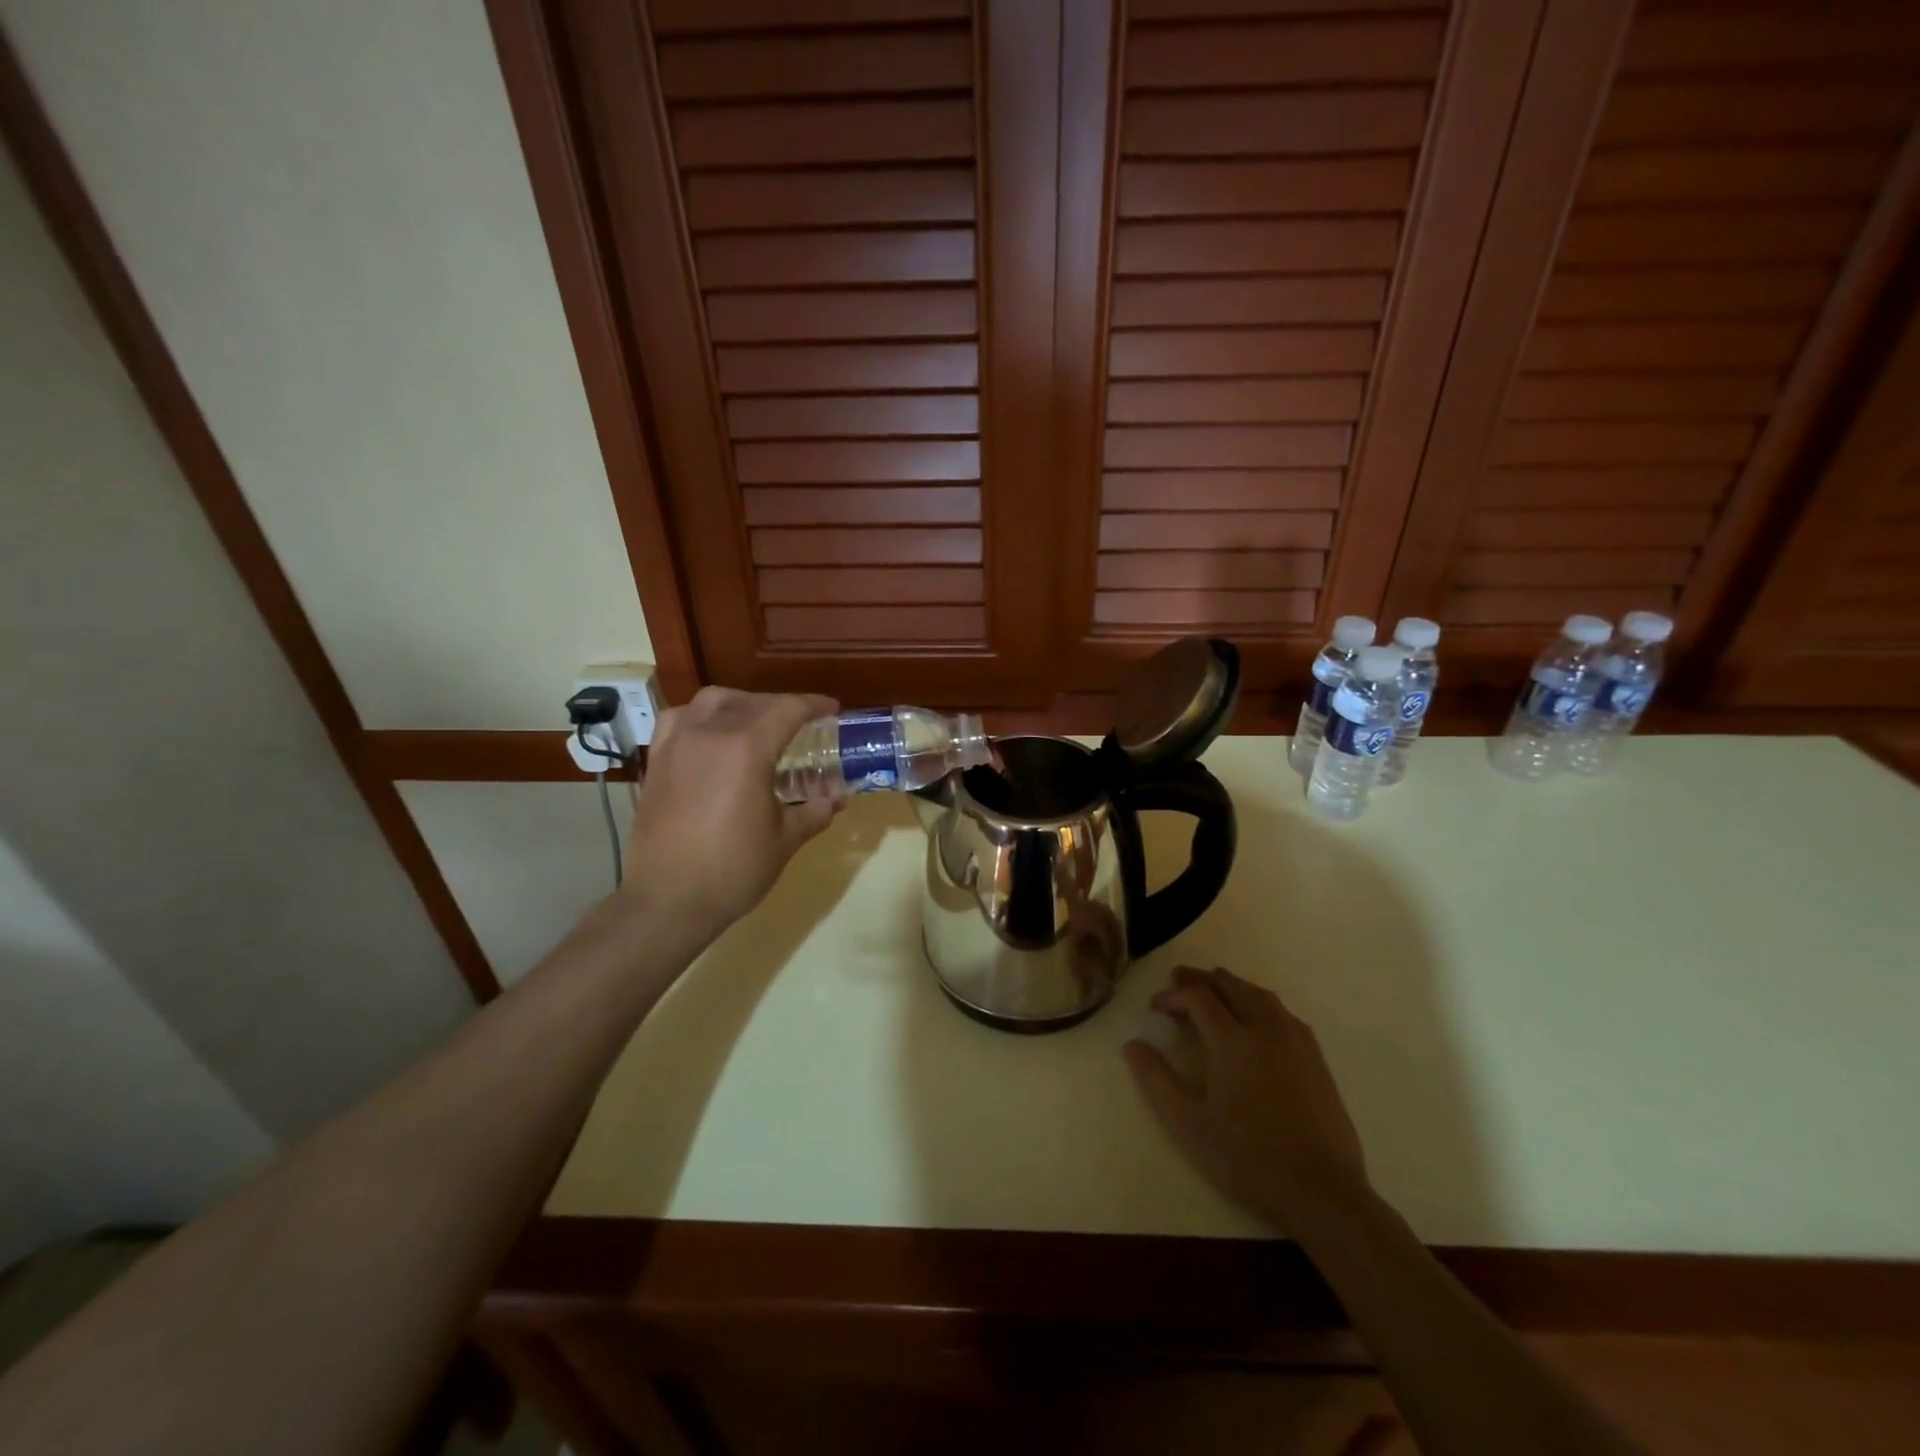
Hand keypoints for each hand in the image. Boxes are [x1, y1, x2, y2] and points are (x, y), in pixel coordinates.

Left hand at [622, 687, 838, 935]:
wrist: (668, 901)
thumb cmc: (734, 870)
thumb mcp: (785, 840)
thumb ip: (815, 811)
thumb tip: (838, 797)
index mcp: (747, 749)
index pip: (788, 710)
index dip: (814, 705)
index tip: (832, 710)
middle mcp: (710, 734)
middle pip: (753, 702)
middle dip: (783, 707)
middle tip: (803, 725)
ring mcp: (678, 744)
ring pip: (713, 701)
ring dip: (741, 704)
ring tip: (757, 723)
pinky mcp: (657, 761)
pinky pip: (680, 719)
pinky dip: (702, 717)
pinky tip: (712, 736)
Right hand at [1125, 966, 1368, 1224]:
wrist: (1322, 1191)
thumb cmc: (1248, 1157)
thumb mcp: (1189, 1124)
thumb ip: (1157, 1080)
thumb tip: (1132, 1044)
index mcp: (1233, 1040)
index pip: (1198, 998)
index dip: (1173, 996)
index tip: (1155, 1007)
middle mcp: (1265, 1029)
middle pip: (1231, 987)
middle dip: (1202, 979)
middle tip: (1180, 978)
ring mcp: (1296, 1043)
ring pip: (1261, 996)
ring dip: (1233, 985)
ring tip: (1216, 988)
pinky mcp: (1316, 1060)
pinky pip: (1284, 1013)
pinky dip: (1261, 1002)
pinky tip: (1259, 1017)